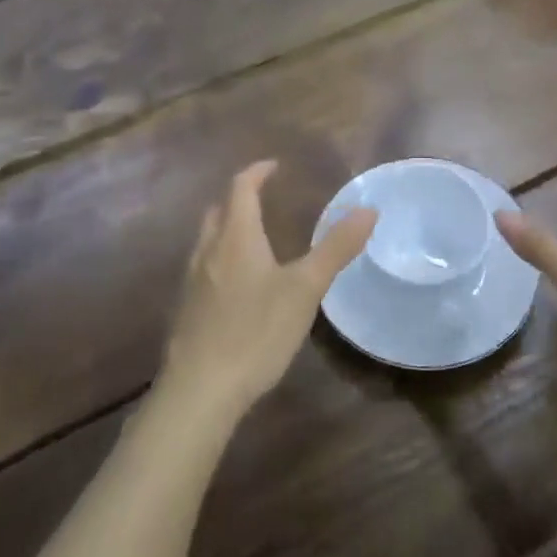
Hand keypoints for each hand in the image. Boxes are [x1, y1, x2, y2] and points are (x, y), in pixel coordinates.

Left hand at [161, 160, 375, 424]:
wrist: (200, 390)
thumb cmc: (256, 332)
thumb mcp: (305, 289)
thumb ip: (336, 248)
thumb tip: (368, 210)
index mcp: (236, 238)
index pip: (241, 188)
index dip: (257, 172)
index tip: (274, 166)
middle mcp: (209, 251)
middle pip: (219, 211)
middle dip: (240, 199)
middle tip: (264, 199)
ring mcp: (193, 281)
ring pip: (208, 240)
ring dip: (228, 228)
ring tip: (254, 238)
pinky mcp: (187, 310)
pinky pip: (204, 268)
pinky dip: (221, 258)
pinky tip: (237, 285)